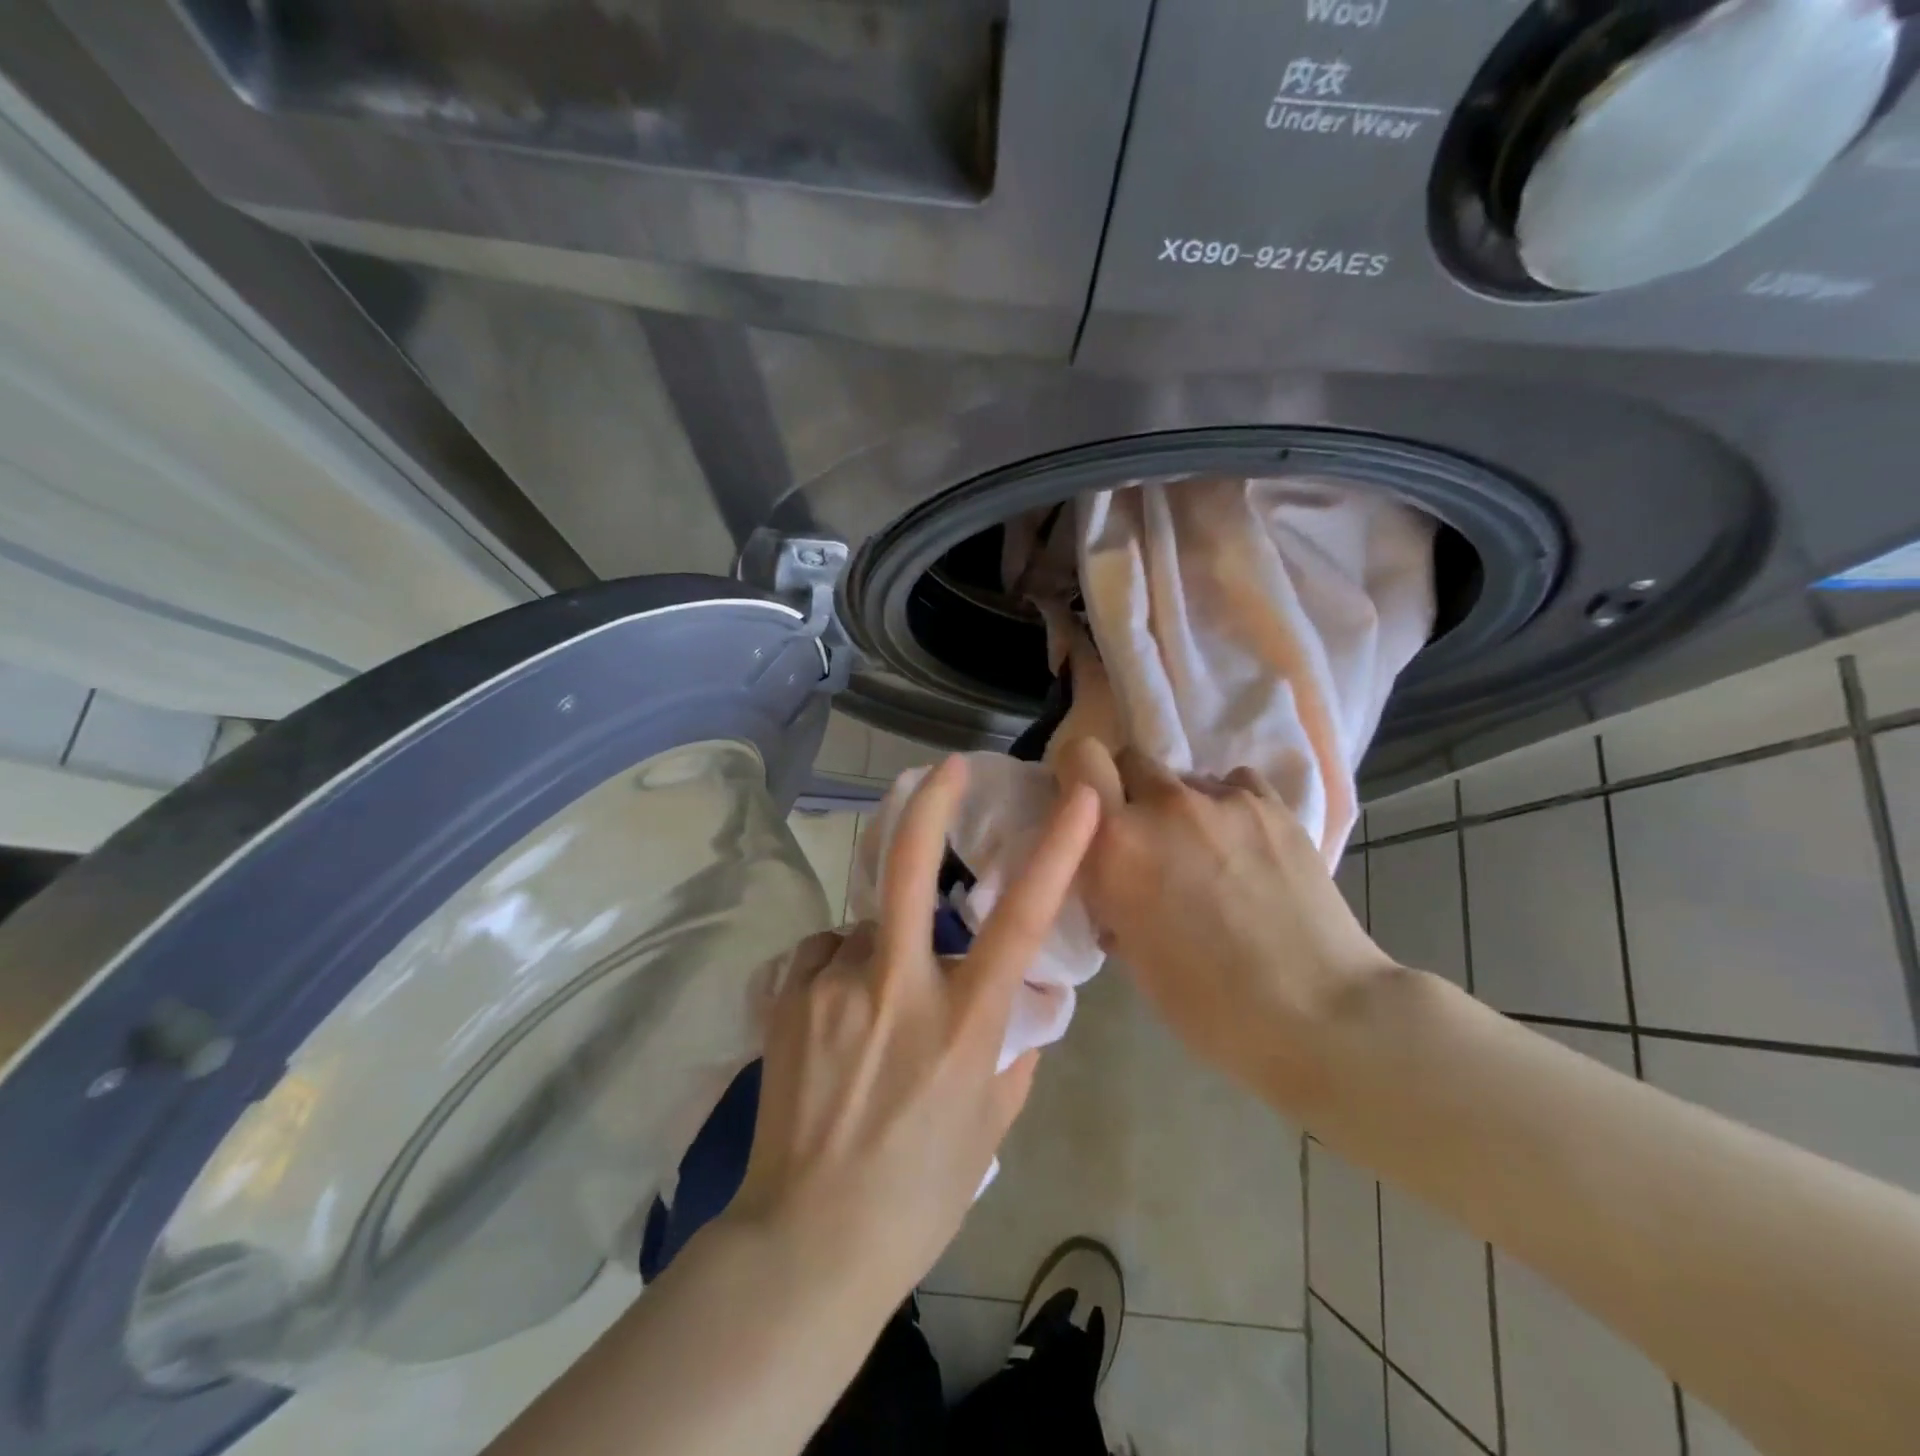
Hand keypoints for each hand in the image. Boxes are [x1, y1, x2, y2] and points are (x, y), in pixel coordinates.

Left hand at [725, 756, 1100, 1312]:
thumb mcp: (989, 1126)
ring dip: (879, 947)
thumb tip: (1019, 1012)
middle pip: (909, 871)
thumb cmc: (917, 1194)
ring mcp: (834, 987)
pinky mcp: (788, 997)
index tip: (1079, 798)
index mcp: (962, 1025)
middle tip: (945, 767)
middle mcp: (897, 989)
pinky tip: (834, 1017)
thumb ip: (1012, 1057)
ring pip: (863, 928)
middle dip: (930, 806)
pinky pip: (824, 955)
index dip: (1055, 851)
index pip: (1020, 922)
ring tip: (870, 1010)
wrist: (805, 1244)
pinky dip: (839, 969)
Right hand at [1054, 737, 1395, 1108]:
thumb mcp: (1129, 950)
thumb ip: (1111, 890)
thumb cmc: (1207, 1004)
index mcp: (1116, 843)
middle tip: (1149, 840)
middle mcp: (1164, 805)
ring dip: (1182, 807)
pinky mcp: (1272, 805)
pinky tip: (1246, 849)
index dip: (1078, 773)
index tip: (1088, 803)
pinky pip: (1234, 785)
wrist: (1316, 1015)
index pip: (1079, 757)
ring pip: (1185, 779)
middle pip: (1131, 760)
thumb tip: (1115, 875)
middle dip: (1131, 792)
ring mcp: (1223, 799)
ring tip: (1210, 856)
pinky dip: (1228, 808)